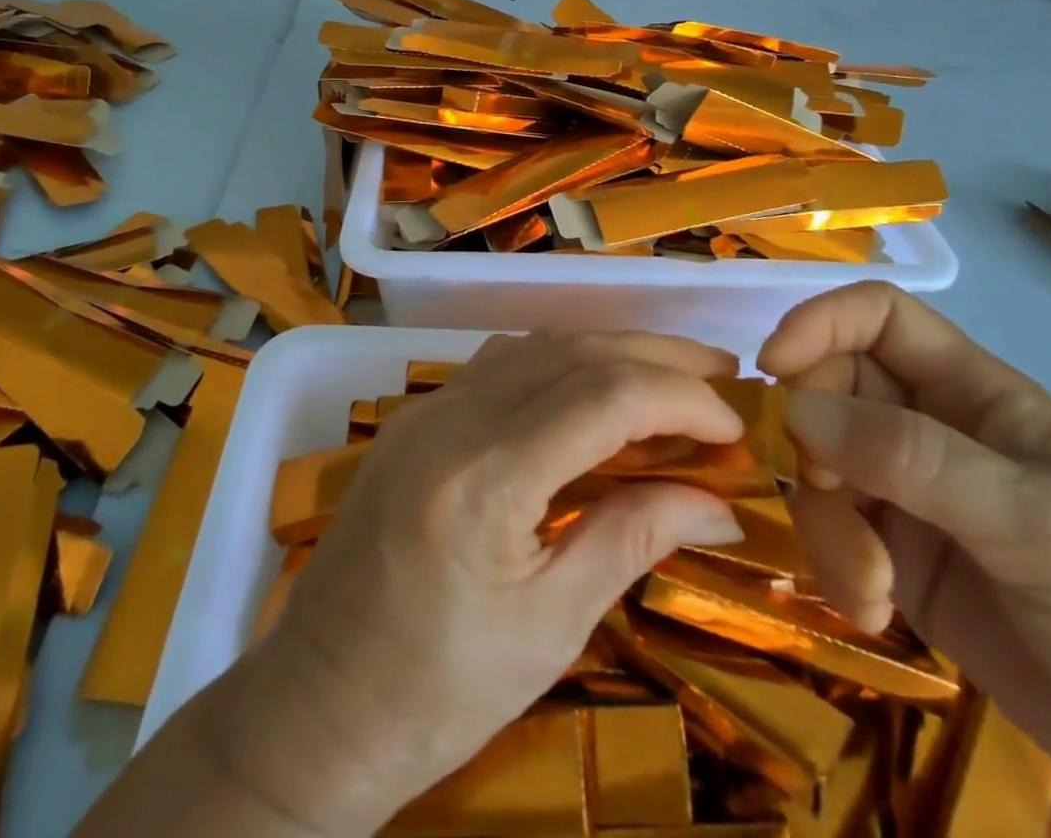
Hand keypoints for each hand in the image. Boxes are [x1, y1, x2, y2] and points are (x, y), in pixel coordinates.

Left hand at [218, 329, 746, 837]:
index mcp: (485, 479)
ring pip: (538, 344)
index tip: (734, 425)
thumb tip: (720, 503)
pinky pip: (502, 362)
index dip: (681, 398)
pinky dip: (562, 361)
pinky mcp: (417, 415)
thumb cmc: (438, 693)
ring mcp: (427, 408)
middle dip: (657, 356)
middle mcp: (452, 418)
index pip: (605, 395)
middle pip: (574, 350)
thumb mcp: (552, 627)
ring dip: (610, 350)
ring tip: (671, 376)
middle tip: (722, 375)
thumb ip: (634, 538)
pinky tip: (594, 387)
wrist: (316, 707)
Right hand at [761, 283, 1050, 834]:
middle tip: (834, 494)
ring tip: (870, 588)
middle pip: (830, 391)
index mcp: (973, 392)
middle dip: (814, 441)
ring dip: (826, 521)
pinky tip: (875, 610)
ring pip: (820, 466)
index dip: (818, 324)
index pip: (876, 316)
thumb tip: (792, 407)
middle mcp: (931, 430)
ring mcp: (911, 496)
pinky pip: (833, 531)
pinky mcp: (899, 558)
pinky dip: (836, 564)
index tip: (771, 369)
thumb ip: (912, 456)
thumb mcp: (1036, 523)